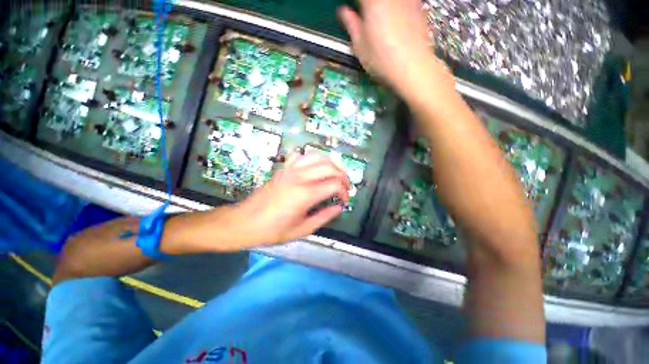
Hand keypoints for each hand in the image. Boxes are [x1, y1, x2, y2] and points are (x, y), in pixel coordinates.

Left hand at [231, 152, 350, 245]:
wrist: (245, 222)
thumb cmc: (272, 230)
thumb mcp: (301, 230)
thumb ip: (324, 217)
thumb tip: (338, 208)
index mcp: (305, 194)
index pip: (334, 185)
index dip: (344, 192)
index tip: (344, 201)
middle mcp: (299, 178)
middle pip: (330, 167)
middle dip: (343, 176)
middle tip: (345, 187)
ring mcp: (290, 170)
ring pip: (317, 157)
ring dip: (331, 164)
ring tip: (334, 175)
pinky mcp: (284, 169)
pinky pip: (301, 156)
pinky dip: (312, 158)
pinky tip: (315, 168)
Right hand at [337, 0, 440, 93]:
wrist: (413, 67)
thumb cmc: (382, 60)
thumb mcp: (360, 46)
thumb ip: (351, 24)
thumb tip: (343, 11)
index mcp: (372, 2)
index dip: (353, 3)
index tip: (351, 10)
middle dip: (366, 6)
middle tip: (362, 14)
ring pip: (388, 1)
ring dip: (381, 7)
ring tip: (376, 18)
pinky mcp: (418, 6)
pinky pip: (403, 2)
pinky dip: (394, 8)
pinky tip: (393, 18)